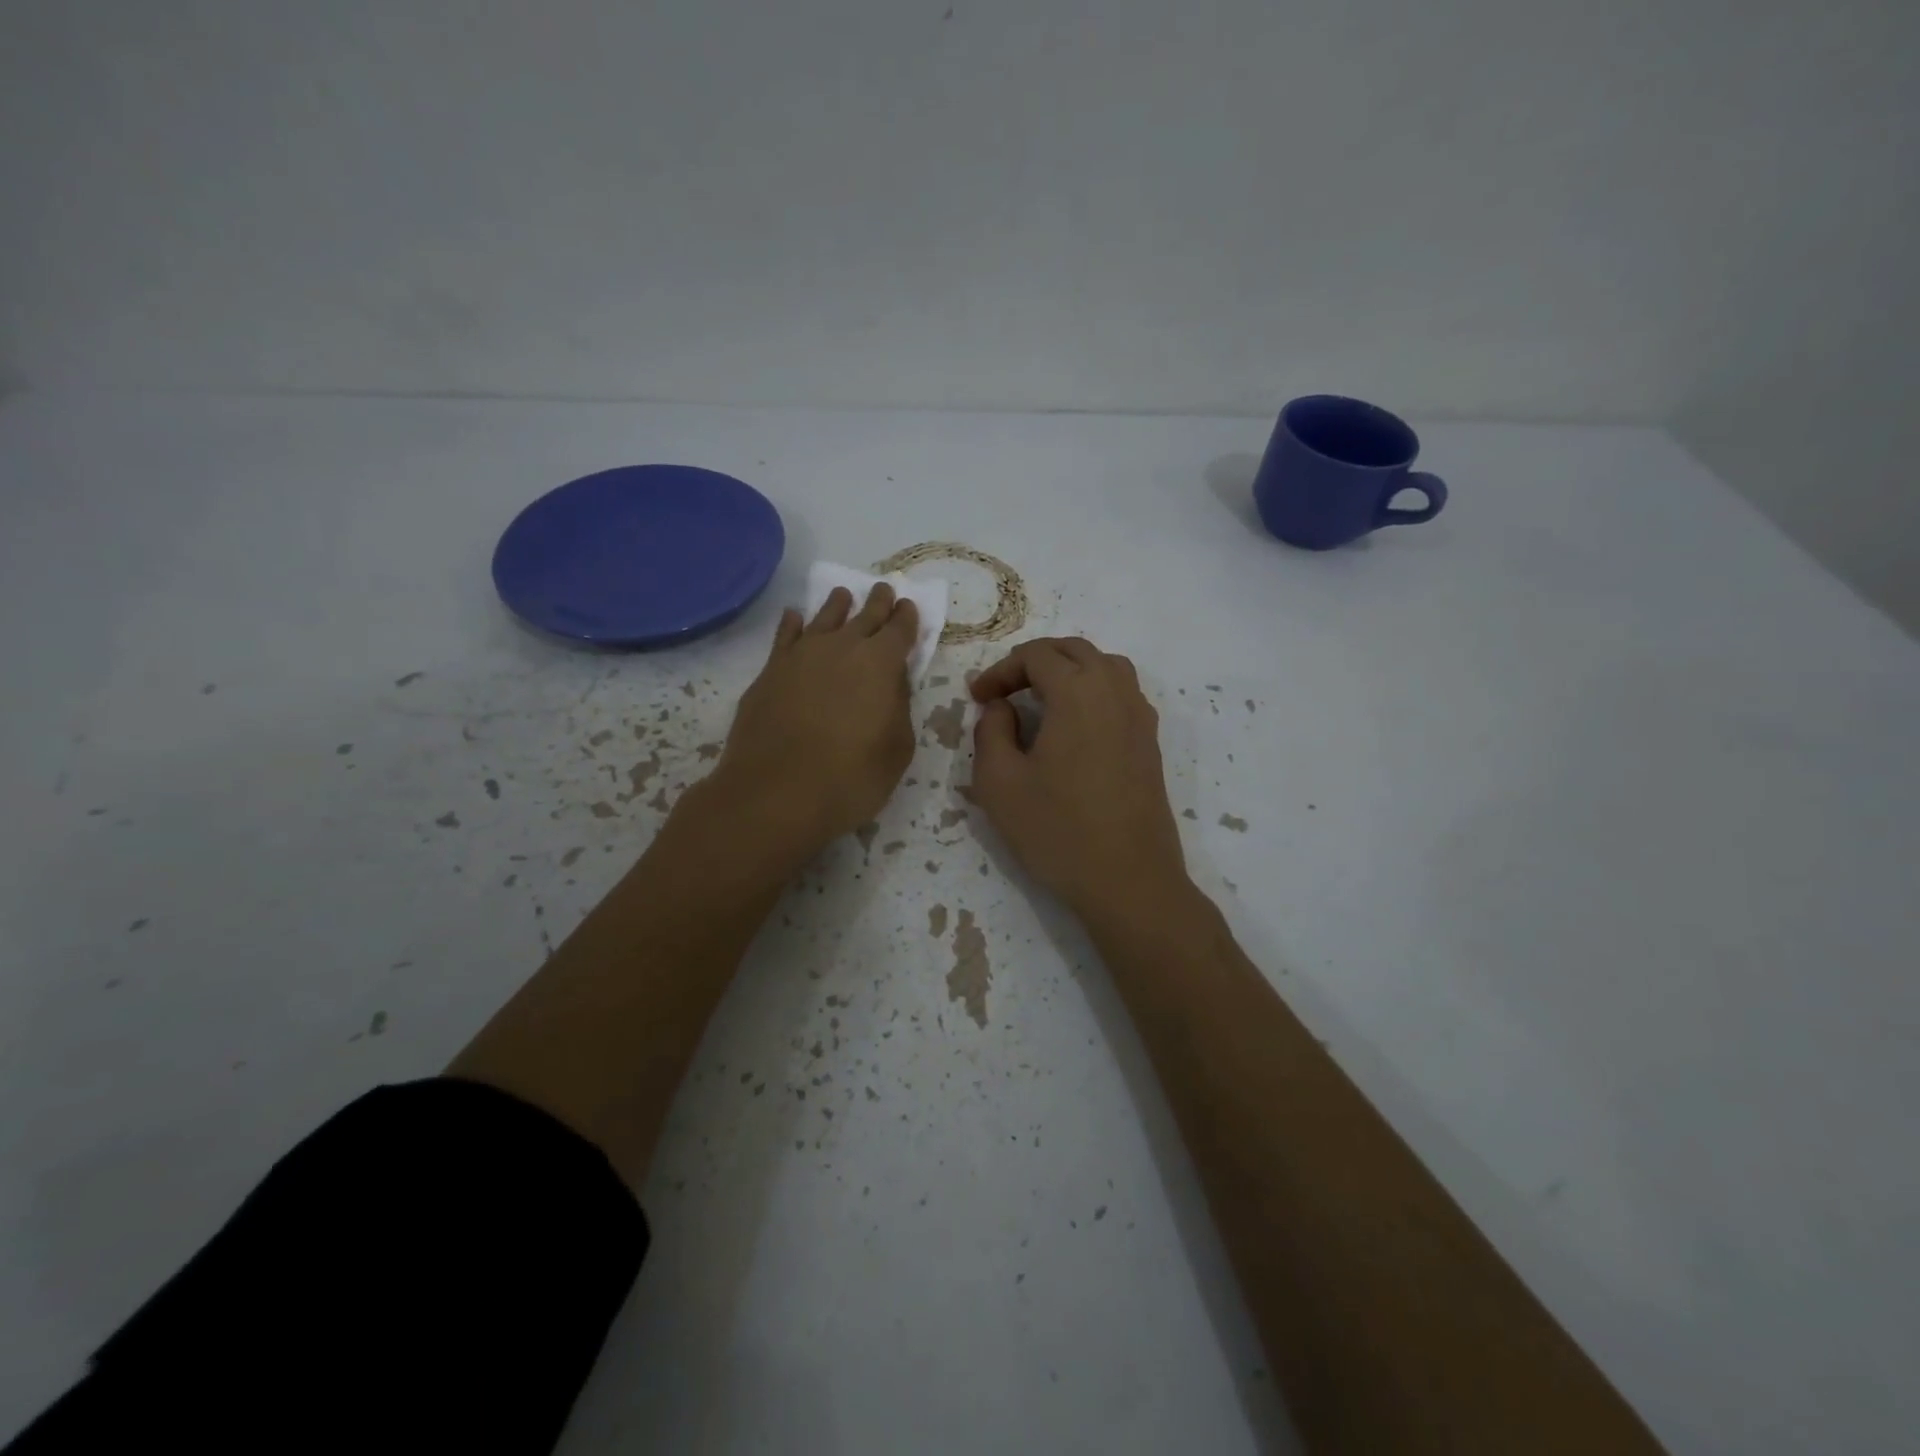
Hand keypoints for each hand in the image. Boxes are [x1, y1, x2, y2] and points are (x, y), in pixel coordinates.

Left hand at [706, 583, 918, 862]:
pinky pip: (784, 636)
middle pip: (864, 615)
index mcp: (881, 663)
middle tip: (884, 590)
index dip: (907, 617)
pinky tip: (794, 617)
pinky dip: (792, 623)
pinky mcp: (769, 672)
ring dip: (837, 605)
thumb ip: (899, 708)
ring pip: (823, 618)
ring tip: (843, 595)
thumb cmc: (852, 778)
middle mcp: (842, 648)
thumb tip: (893, 682)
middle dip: (878, 602)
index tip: (909, 606)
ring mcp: (801, 656)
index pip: (900, 629)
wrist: (777, 793)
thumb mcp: (896, 749)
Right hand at [970, 637, 1188, 920]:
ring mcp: (1140, 716)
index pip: (1036, 655)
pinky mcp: (1151, 742)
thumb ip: (991, 731)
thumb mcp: (999, 782)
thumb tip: (1001, 707)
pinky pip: (1122, 694)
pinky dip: (1094, 692)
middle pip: (1074, 650)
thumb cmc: (1057, 830)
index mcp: (1078, 692)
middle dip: (1034, 662)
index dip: (1000, 670)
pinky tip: (1075, 727)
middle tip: (1004, 692)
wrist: (1129, 881)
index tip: (977, 698)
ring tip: (1041, 700)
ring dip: (1069, 671)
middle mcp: (1115, 691)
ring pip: (1105, 666)